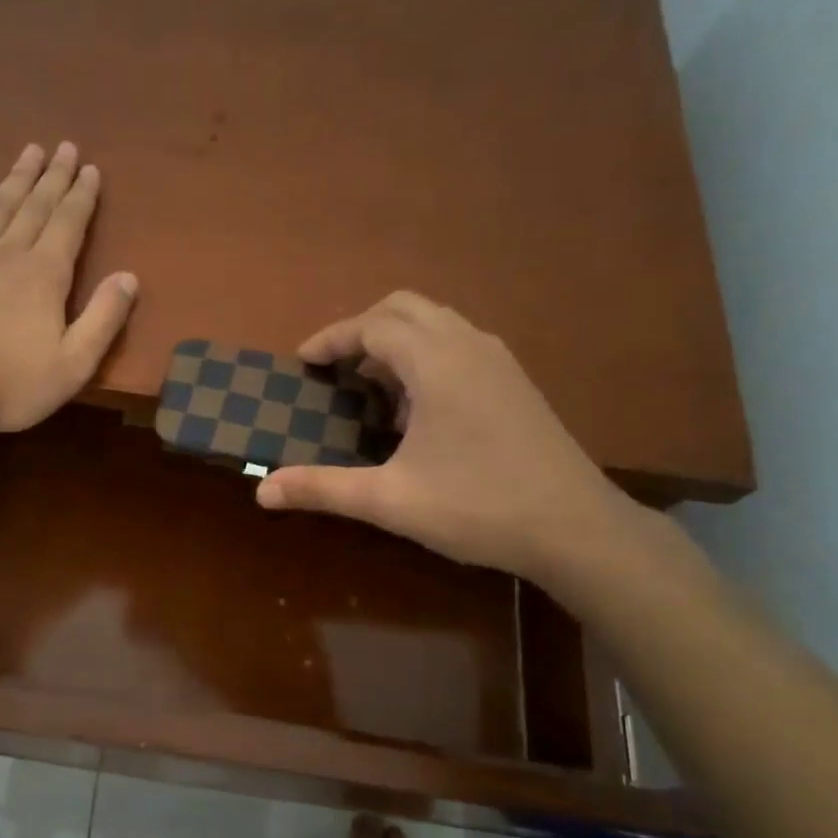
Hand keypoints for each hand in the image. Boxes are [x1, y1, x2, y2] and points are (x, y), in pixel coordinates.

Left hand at [0, 141, 137, 435]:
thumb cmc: (9, 385)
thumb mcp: (72, 365)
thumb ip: (103, 320)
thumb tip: (129, 277)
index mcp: (46, 275)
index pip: (69, 224)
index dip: (82, 196)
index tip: (90, 169)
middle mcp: (9, 252)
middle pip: (37, 205)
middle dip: (54, 176)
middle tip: (65, 147)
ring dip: (18, 177)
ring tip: (31, 151)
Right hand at [255, 292, 629, 579]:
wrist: (575, 528)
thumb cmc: (477, 506)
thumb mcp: (389, 500)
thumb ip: (323, 488)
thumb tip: (262, 490)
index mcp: (437, 362)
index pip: (373, 325)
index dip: (332, 339)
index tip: (302, 361)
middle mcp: (469, 346)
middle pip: (405, 308)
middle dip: (362, 329)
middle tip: (333, 368)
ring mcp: (499, 362)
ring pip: (437, 325)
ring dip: (396, 343)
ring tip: (370, 389)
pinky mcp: (516, 383)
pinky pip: (459, 347)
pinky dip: (426, 358)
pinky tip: (417, 411)